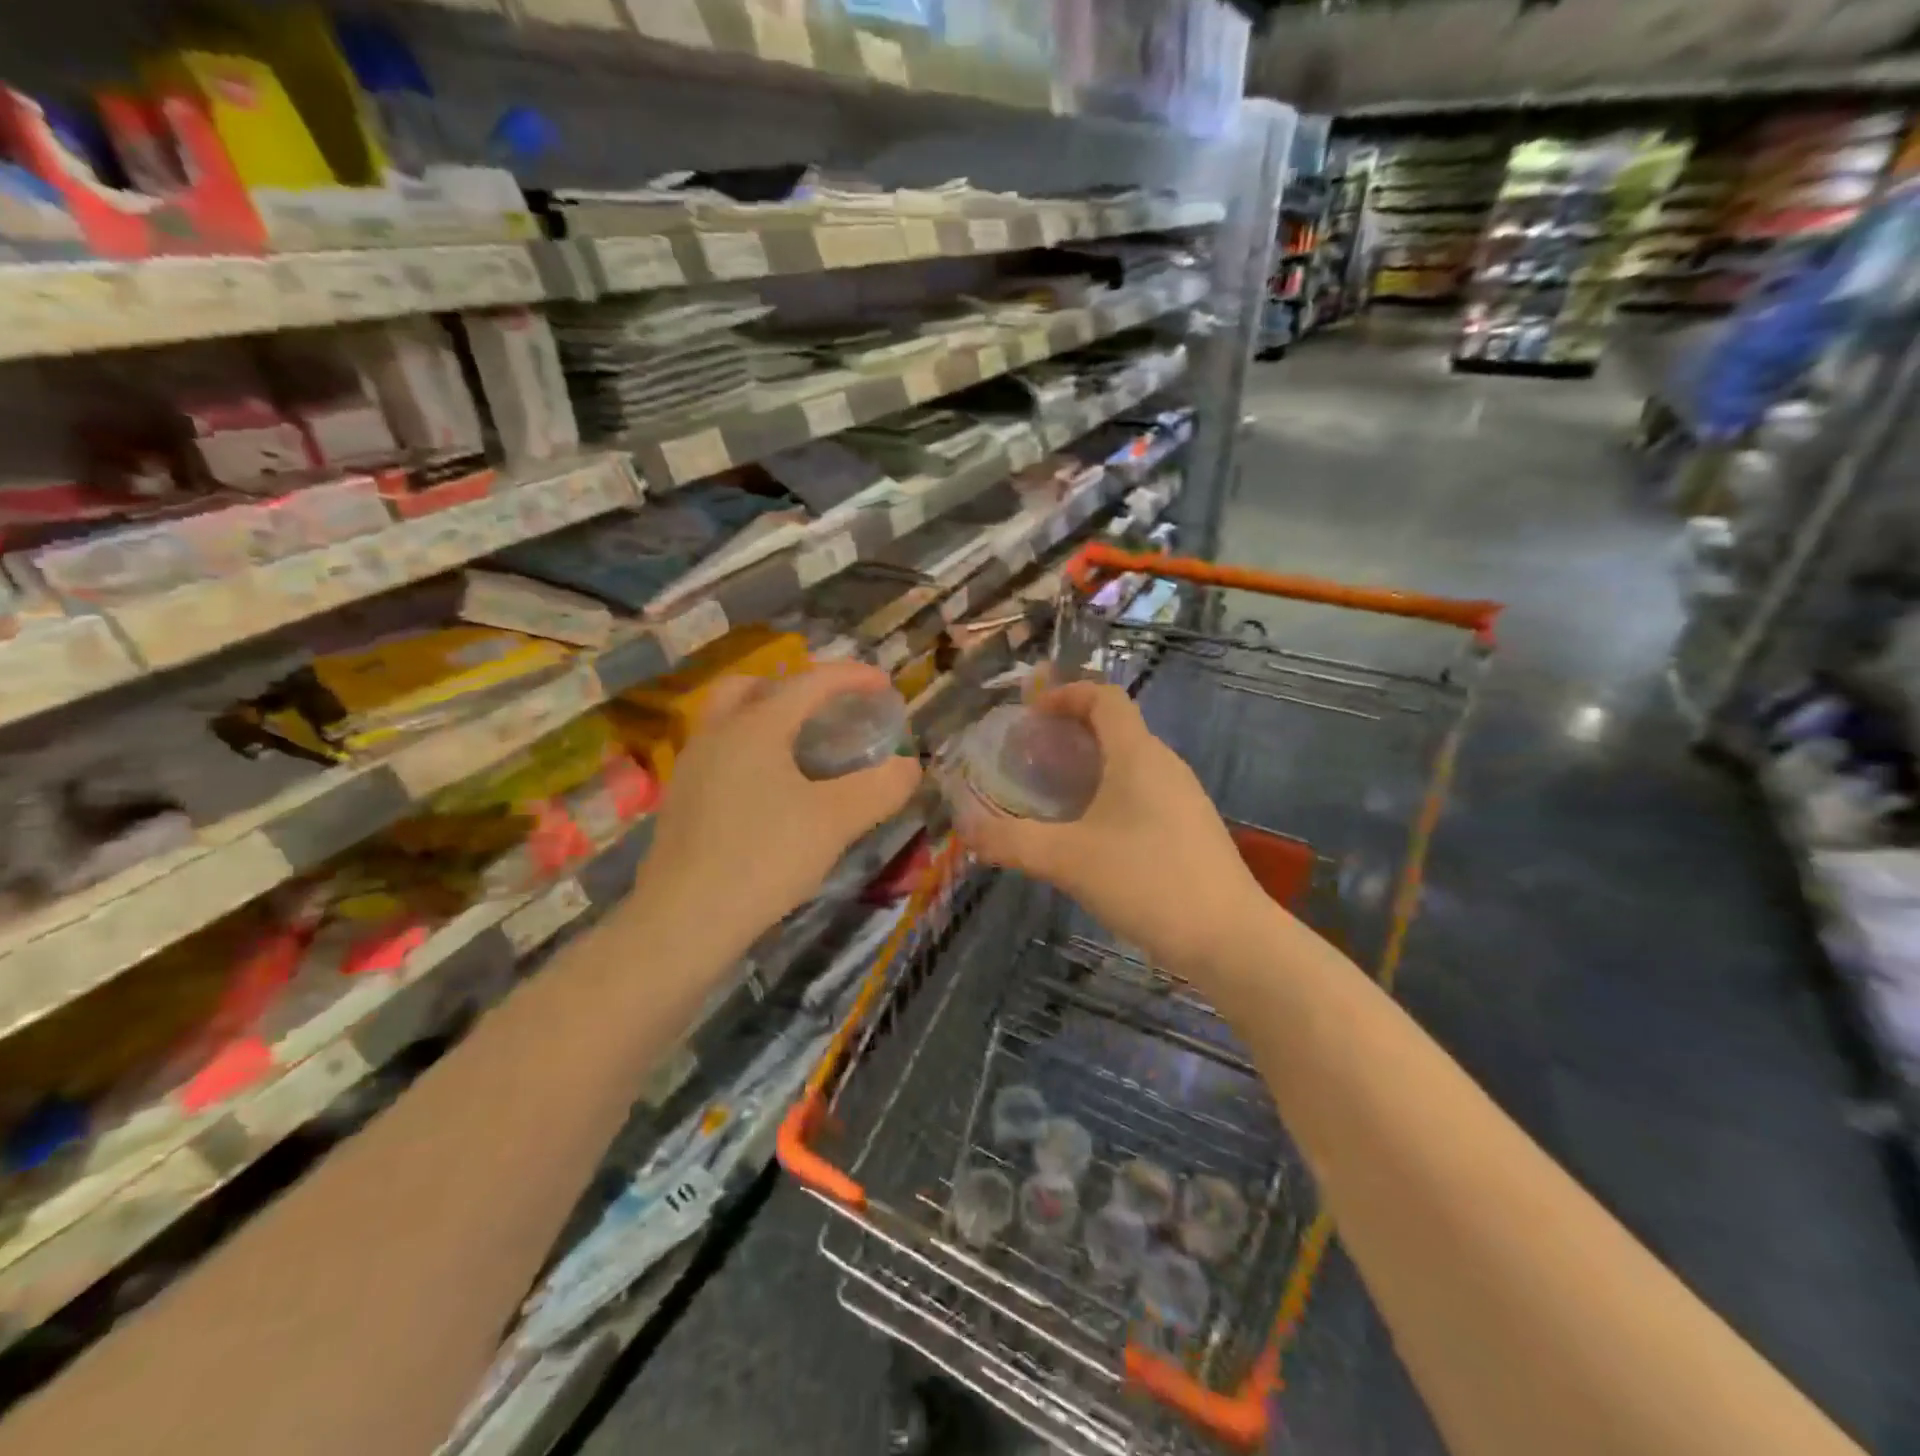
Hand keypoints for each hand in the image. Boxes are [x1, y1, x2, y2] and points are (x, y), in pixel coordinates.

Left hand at [633, 662, 922, 953]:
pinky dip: (750, 753)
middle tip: (825, 710)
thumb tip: (908, 766)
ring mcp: (691, 769)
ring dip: (766, 719)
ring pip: (729, 721)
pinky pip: (720, 755)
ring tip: (802, 749)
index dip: (851, 677)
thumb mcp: (836, 821)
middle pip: (752, 687)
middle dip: (793, 688)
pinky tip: (771, 792)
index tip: (884, 684)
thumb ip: (880, 788)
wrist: (684, 920)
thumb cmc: (764, 857)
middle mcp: (717, 735)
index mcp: (755, 727)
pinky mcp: (681, 803)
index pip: (809, 683)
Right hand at [953, 682, 1263, 972]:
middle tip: (1031, 760)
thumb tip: (965, 829)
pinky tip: (1091, 837)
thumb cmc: (1146, 880)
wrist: (1229, 938)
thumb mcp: (1067, 860)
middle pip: (1117, 728)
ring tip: (1053, 798)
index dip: (1067, 694)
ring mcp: (1183, 798)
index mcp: (1138, 755)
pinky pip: (1144, 794)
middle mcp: (1165, 765)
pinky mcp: (1191, 830)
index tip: (1031, 714)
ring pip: (1131, 764)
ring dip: (1091, 768)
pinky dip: (1110, 796)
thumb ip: (1011, 841)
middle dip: (1071, 734)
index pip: (1105, 697)